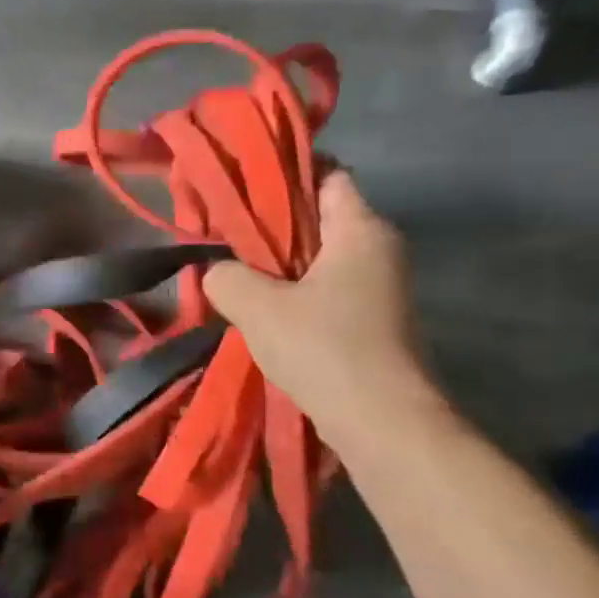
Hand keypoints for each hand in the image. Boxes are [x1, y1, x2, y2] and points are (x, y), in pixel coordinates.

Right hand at [202, 170, 437, 445]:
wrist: (382, 423)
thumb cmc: (324, 348)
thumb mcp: (256, 306)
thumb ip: (225, 277)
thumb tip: (215, 272)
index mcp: (360, 230)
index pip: (328, 176)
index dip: (285, 174)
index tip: (242, 184)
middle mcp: (379, 250)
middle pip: (320, 217)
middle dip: (271, 223)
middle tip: (223, 231)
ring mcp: (380, 288)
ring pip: (319, 257)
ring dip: (279, 263)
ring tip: (232, 270)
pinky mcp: (373, 322)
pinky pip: (325, 289)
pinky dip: (293, 291)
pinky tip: (259, 308)